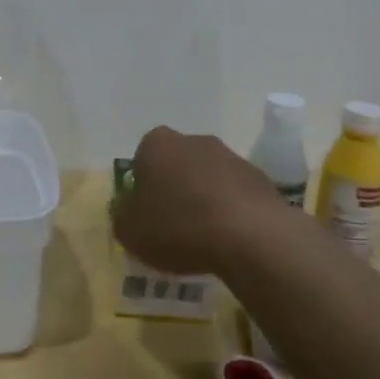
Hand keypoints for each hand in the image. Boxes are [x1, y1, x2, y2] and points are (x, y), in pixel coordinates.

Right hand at [111, 125, 284, 276]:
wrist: (250, 235)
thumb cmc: (179, 226)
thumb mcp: (129, 230)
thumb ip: (120, 213)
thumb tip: (124, 204)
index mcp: (157, 144)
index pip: (142, 158)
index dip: (142, 186)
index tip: (146, 213)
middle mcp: (193, 140)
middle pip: (177, 164)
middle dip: (174, 188)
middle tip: (172, 225)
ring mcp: (230, 156)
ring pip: (207, 177)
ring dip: (204, 198)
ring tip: (204, 237)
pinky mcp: (259, 178)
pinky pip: (235, 193)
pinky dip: (230, 210)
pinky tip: (230, 238)